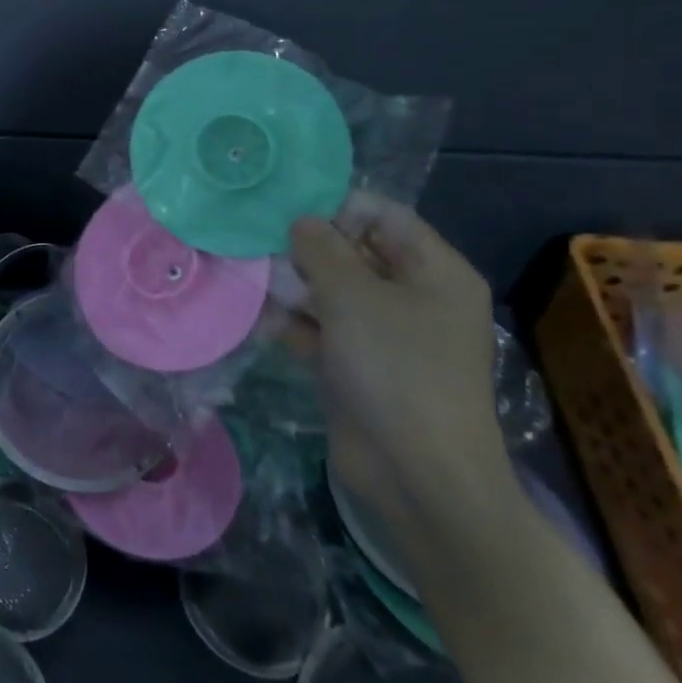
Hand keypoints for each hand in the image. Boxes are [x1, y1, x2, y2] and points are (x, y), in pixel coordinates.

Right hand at [288, 194, 504, 529]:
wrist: (416, 476)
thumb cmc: (395, 369)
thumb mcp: (353, 295)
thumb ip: (321, 248)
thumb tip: (301, 222)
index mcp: (433, 272)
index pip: (383, 215)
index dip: (336, 206)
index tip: (284, 208)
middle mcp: (413, 297)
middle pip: (353, 251)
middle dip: (305, 247)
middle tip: (255, 242)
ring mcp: (385, 335)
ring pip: (331, 290)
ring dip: (291, 284)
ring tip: (247, 276)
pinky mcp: (358, 365)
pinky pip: (321, 328)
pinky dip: (292, 322)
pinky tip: (256, 317)